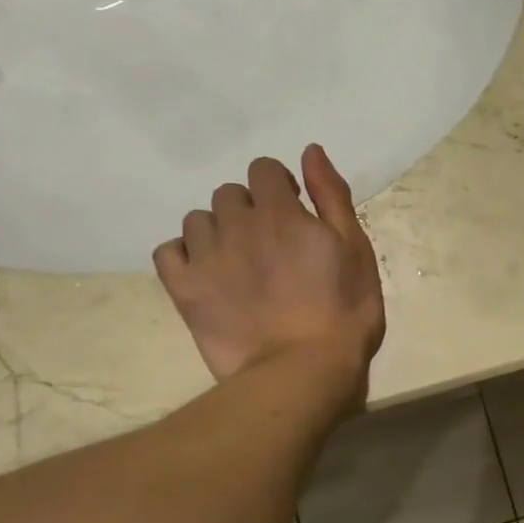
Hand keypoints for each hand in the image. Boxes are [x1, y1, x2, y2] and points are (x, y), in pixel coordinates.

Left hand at [154, 145, 386, 399]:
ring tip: (238, 262)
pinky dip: (184, 256)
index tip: (293, 211)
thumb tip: (310, 151)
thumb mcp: (356, 249)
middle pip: (229, 194)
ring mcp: (206, 258)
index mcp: (280, 212)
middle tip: (269, 244)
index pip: (263, 169)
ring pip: (197, 220)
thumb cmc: (344, 311)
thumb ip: (331, 196)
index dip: (279, 186)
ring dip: (217, 231)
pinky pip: (168, 252)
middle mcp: (237, 226)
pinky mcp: (185, 291)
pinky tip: (206, 274)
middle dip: (248, 209)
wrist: (303, 371)